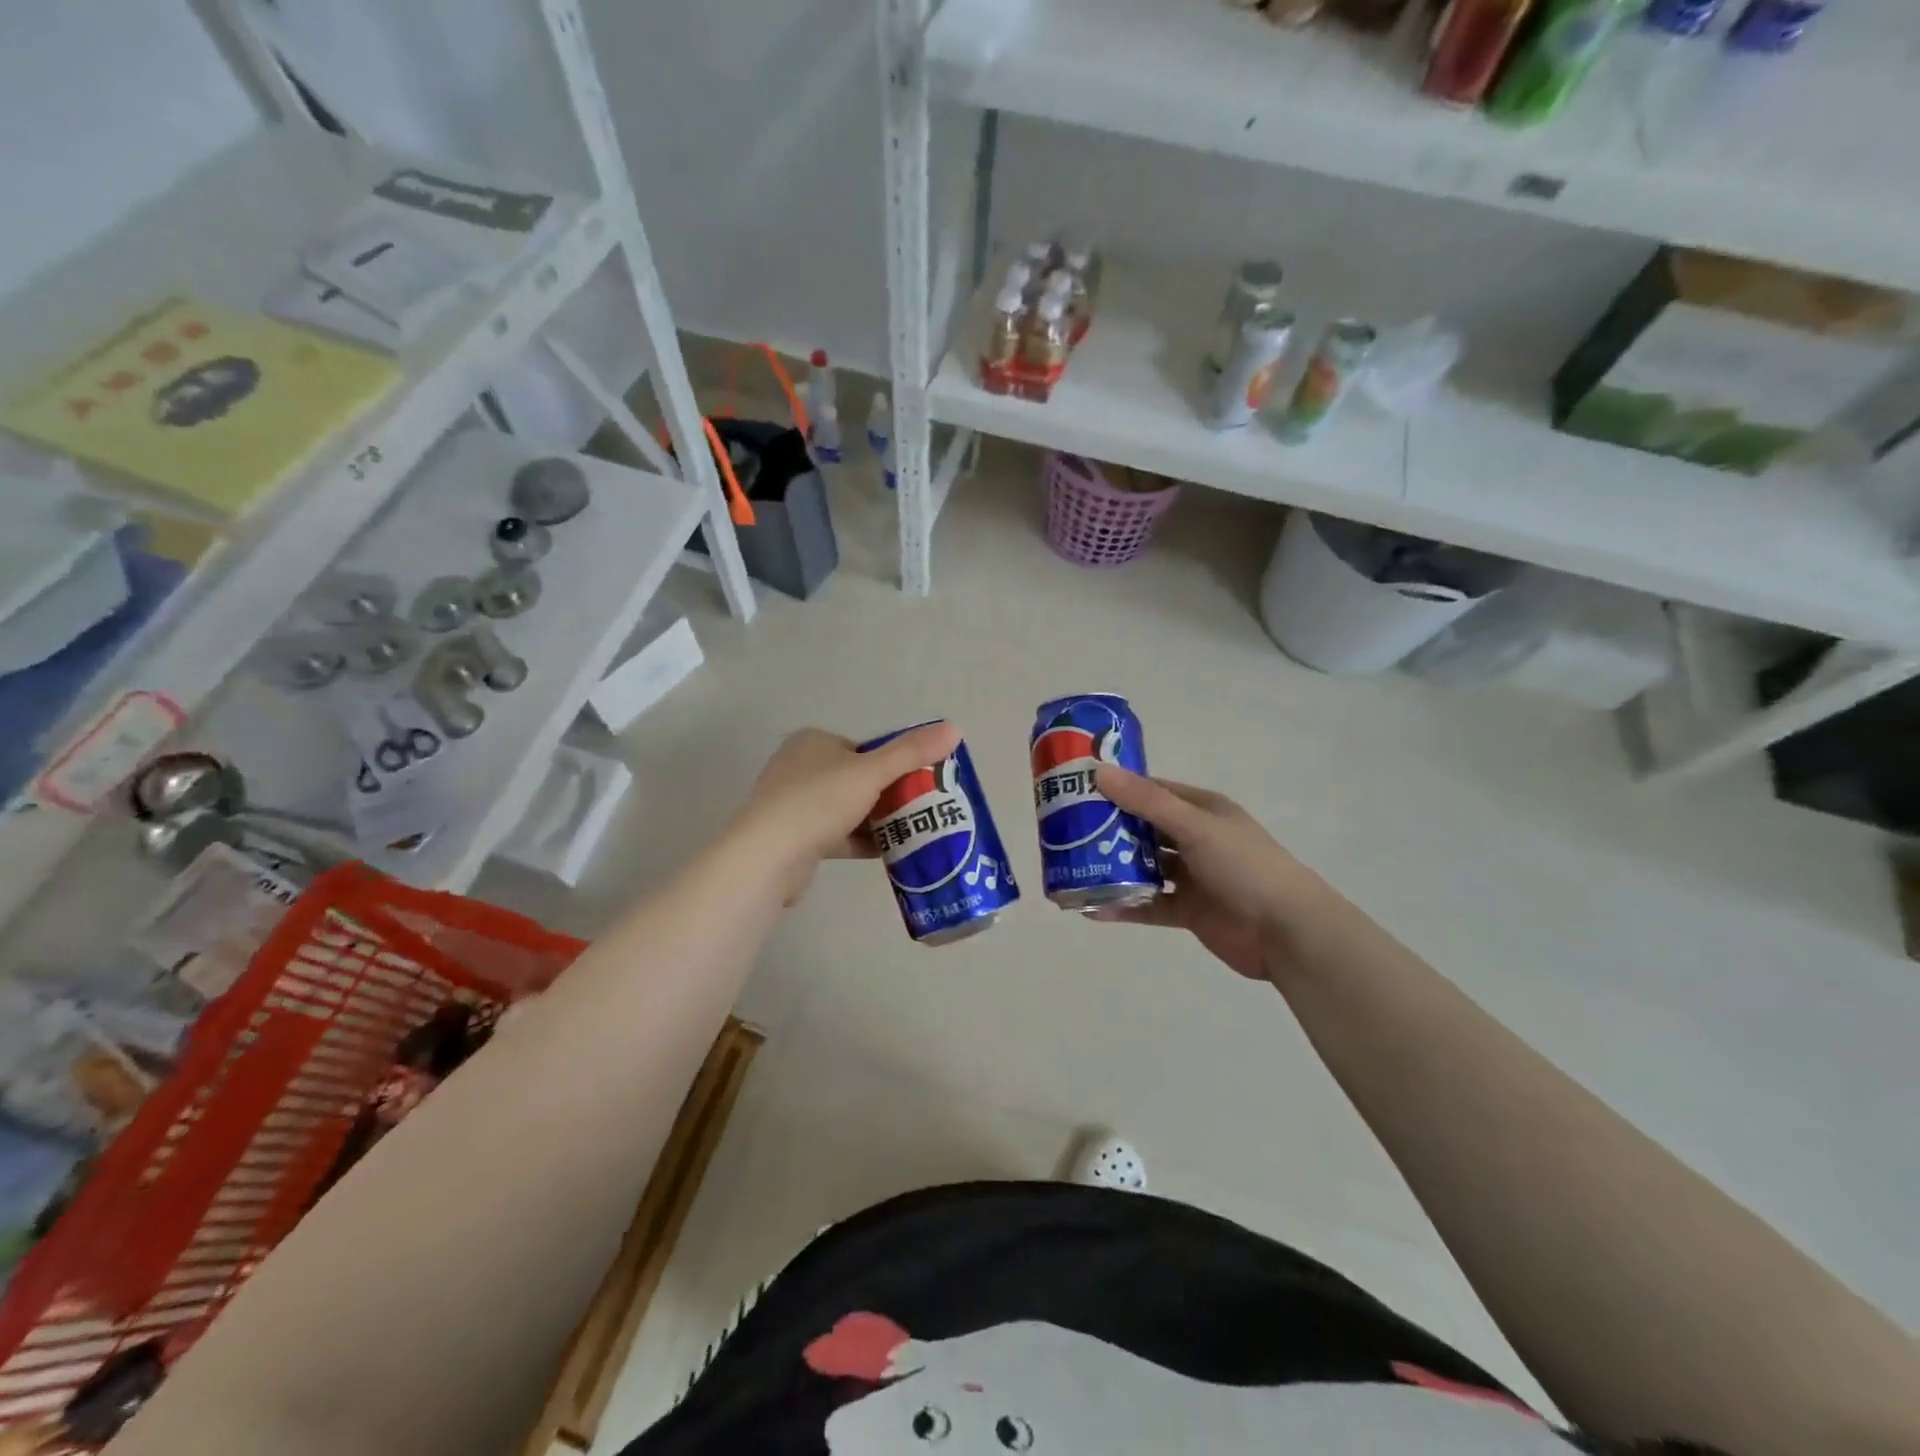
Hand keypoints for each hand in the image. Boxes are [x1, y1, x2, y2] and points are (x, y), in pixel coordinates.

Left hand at [729, 723, 961, 902]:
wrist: (768, 856)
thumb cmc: (819, 801)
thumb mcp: (872, 772)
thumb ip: (912, 753)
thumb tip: (955, 728)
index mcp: (813, 742)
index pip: (863, 748)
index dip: (894, 764)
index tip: (921, 783)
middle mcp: (800, 768)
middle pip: (858, 779)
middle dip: (890, 794)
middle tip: (923, 809)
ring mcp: (794, 804)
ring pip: (848, 808)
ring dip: (878, 820)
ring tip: (914, 831)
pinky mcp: (795, 838)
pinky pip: (837, 834)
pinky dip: (862, 841)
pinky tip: (891, 852)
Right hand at [1090, 766, 1331, 982]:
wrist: (1288, 932)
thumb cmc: (1244, 866)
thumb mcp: (1194, 826)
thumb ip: (1146, 802)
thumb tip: (1098, 771)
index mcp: (1201, 810)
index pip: (1152, 791)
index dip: (1117, 789)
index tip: (1078, 790)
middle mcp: (1195, 839)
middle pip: (1143, 830)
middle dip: (1108, 831)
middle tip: (1064, 833)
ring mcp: (1192, 877)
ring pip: (1144, 868)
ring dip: (1113, 870)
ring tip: (1070, 870)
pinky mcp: (1189, 911)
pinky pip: (1149, 905)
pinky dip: (1123, 906)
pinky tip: (1091, 909)